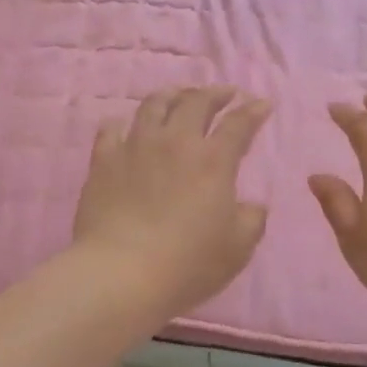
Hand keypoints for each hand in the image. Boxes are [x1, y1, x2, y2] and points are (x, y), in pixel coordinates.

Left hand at [74, 87, 271, 323]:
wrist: (121, 273)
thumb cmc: (188, 264)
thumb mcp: (237, 248)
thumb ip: (251, 220)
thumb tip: (252, 205)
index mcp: (213, 160)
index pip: (239, 124)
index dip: (253, 111)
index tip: (262, 104)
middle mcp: (175, 142)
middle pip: (196, 102)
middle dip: (214, 93)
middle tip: (224, 93)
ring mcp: (135, 147)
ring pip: (154, 105)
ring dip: (172, 95)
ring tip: (178, 95)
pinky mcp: (103, 160)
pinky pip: (111, 129)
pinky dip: (122, 123)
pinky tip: (126, 127)